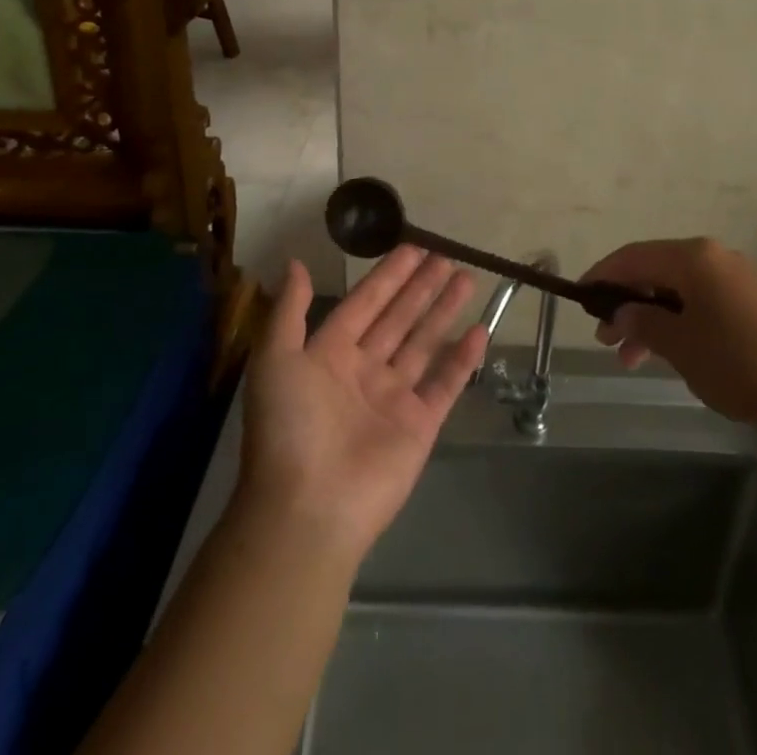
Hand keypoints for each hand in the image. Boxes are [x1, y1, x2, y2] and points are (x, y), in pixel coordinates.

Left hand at [239, 251, 487, 560]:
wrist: (307, 509)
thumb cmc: (289, 428)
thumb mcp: (275, 360)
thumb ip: (289, 311)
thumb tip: (296, 263)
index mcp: (330, 354)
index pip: (365, 303)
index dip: (389, 276)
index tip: (414, 248)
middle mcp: (364, 371)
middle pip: (400, 318)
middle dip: (422, 287)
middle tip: (447, 256)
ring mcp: (394, 398)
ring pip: (425, 343)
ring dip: (445, 311)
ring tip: (467, 279)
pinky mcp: (420, 425)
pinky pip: (446, 383)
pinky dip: (463, 358)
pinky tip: (481, 330)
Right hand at [580, 238, 756, 428]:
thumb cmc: (738, 362)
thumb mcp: (680, 345)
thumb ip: (642, 323)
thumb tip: (618, 313)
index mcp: (694, 257)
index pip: (633, 256)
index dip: (602, 275)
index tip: (579, 298)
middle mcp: (713, 257)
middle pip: (655, 271)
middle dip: (626, 302)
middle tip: (604, 338)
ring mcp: (735, 278)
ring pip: (676, 290)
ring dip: (650, 319)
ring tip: (630, 358)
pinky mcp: (750, 301)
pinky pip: (699, 302)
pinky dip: (677, 322)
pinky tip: (668, 353)